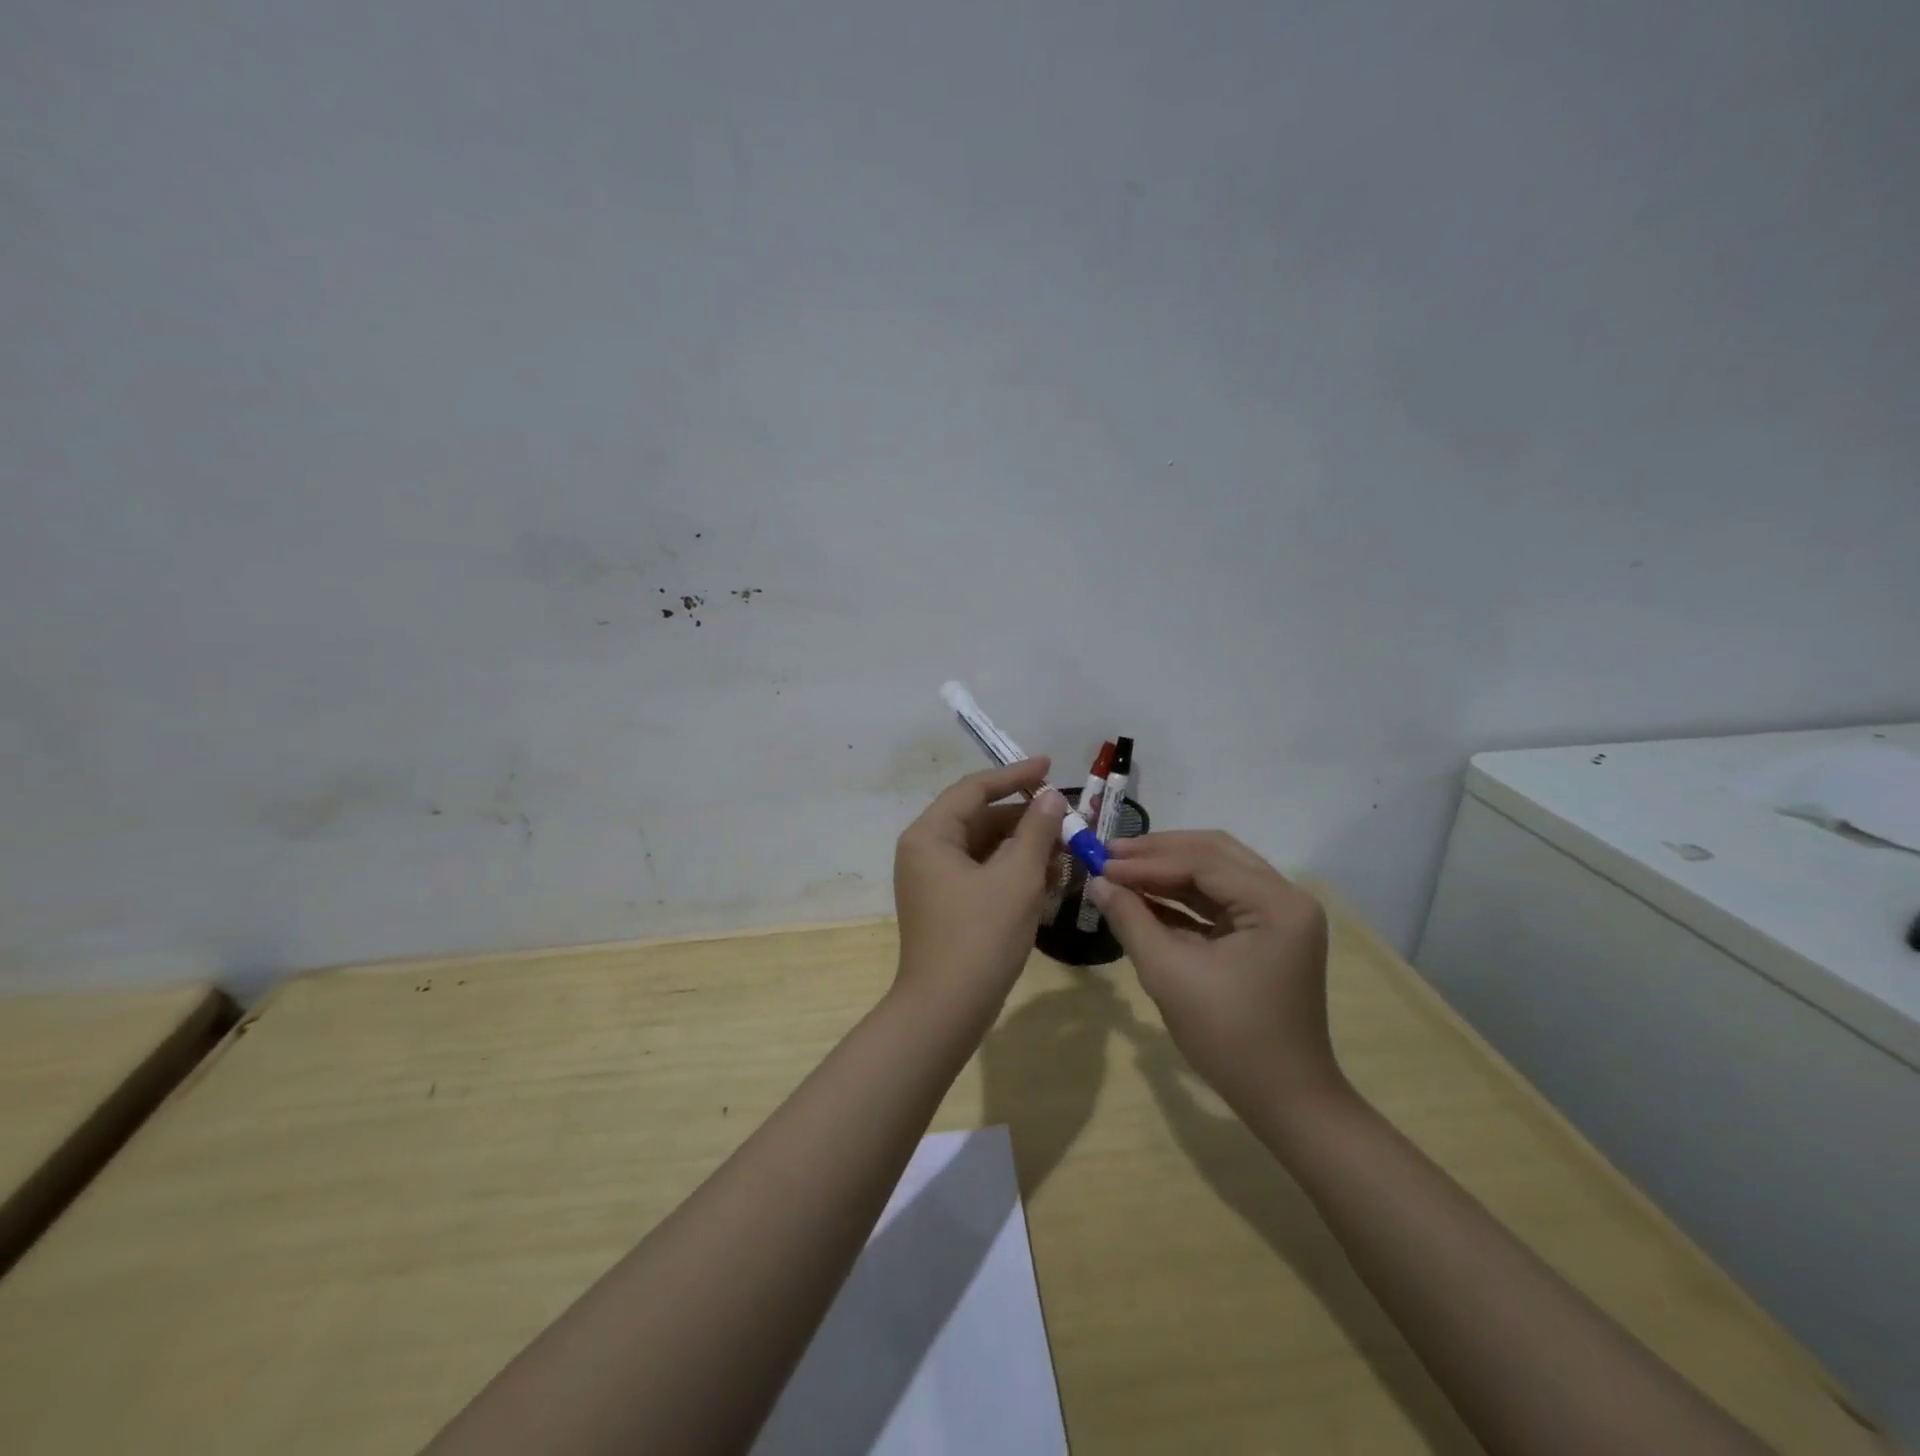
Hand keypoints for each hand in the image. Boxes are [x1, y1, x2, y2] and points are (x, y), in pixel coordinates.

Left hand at [892, 760, 1067, 1019]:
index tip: (1050, 766)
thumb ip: (1036, 831)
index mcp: (930, 836)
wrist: (947, 1010)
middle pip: (980, 819)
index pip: (974, 790)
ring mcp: (934, 881)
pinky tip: (1048, 881)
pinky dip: (1014, 873)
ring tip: (1066, 852)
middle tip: (1067, 820)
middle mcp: (925, 852)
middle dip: (1025, 819)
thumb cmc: (980, 936)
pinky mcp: (947, 906)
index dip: (1014, 775)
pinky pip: (983, 875)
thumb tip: (1051, 796)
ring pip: (985, 849)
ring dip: (1024, 848)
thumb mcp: (1017, 877)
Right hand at [1087, 831, 1337, 1114]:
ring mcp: (1279, 916)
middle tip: (1109, 854)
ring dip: (1168, 871)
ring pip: (1216, 873)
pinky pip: (1220, 901)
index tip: (1100, 864)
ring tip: (1119, 869)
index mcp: (1276, 904)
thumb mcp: (1170, 974)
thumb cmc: (1230, 1037)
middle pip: (1214, 854)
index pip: (1203, 863)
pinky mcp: (1267, 934)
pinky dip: (1182, 897)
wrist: (1285, 1100)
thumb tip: (1097, 882)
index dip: (1146, 862)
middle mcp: (1285, 898)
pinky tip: (1143, 897)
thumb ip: (1131, 920)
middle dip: (1159, 853)